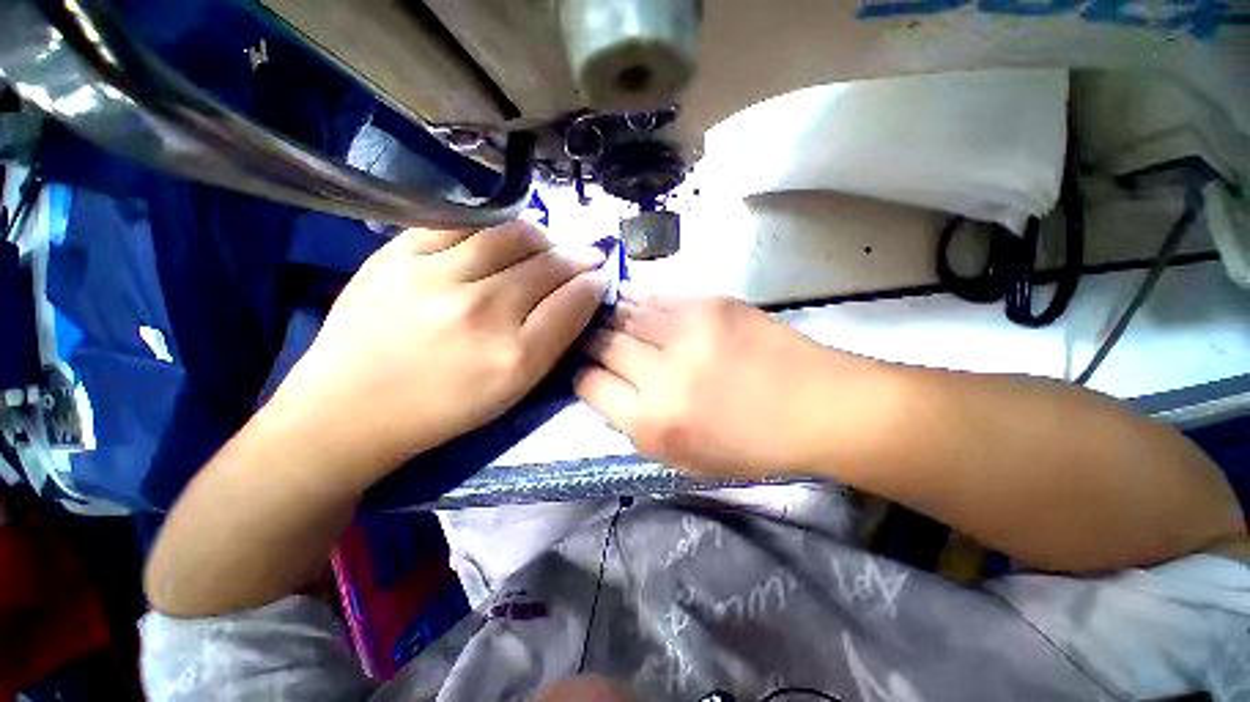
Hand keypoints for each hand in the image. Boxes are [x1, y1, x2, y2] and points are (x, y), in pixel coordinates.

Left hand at [271, 221, 606, 479]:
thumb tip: (580, 294)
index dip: (595, 284)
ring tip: (547, 243)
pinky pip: (463, 220)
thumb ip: (553, 341)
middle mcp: (483, 312)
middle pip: (550, 264)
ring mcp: (437, 277)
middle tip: (583, 257)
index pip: (574, 301)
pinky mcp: (397, 255)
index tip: (600, 277)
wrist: (349, 411)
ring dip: (543, 235)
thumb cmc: (442, 410)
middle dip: (578, 257)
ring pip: (514, 234)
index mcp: (515, 357)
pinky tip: (501, 234)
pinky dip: (493, 223)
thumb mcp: (513, 390)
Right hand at [575, 293, 860, 478]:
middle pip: (602, 344)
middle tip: (592, 340)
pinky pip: (656, 296)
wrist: (817, 406)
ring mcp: (687, 333)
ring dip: (612, 317)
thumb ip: (637, 425)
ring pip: (625, 314)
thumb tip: (607, 386)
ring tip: (608, 318)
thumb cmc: (751, 444)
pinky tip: (633, 301)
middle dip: (591, 342)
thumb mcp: (684, 460)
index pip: (590, 385)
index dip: (583, 375)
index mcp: (654, 424)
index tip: (588, 371)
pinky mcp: (709, 304)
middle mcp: (662, 376)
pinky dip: (638, 300)